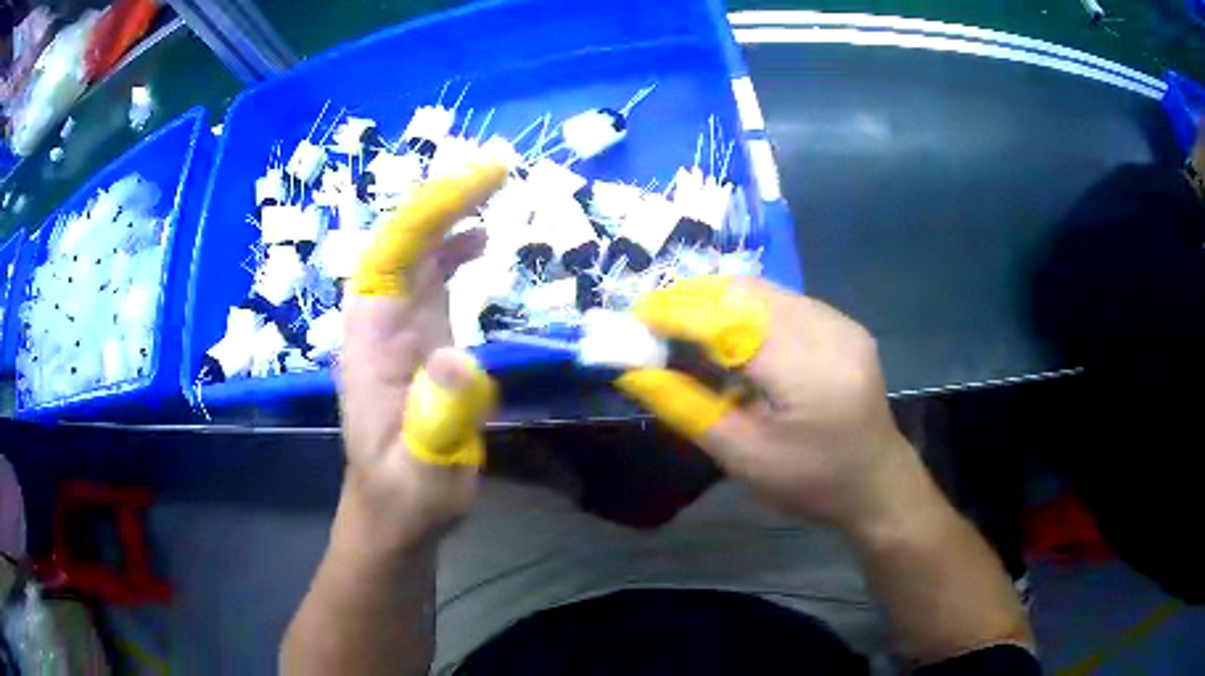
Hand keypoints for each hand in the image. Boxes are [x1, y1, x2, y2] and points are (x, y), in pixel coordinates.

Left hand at [338, 164, 504, 546]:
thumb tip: (458, 356)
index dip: (431, 213)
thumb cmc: (407, 495)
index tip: (483, 183)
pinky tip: (480, 243)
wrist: (395, 510)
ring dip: (447, 218)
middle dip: (442, 202)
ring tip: (492, 191)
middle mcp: (378, 324)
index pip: (392, 257)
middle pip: (400, 244)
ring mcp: (397, 329)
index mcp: (371, 344)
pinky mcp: (416, 340)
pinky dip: (452, 252)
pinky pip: (429, 280)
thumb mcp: (426, 472)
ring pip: (413, 256)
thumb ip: (439, 421)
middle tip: (497, 173)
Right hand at [617, 276, 914, 530]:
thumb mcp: (745, 458)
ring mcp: (841, 323)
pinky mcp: (844, 325)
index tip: (636, 317)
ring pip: (765, 290)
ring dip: (718, 300)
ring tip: (685, 324)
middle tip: (655, 319)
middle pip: (748, 292)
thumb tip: (636, 373)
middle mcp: (829, 331)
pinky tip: (731, 334)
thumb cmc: (812, 483)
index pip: (730, 320)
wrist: (877, 484)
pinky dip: (747, 309)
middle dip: (694, 298)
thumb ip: (688, 409)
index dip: (678, 312)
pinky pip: (785, 301)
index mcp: (808, 370)